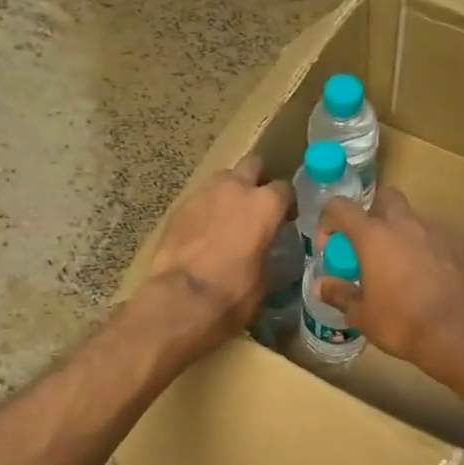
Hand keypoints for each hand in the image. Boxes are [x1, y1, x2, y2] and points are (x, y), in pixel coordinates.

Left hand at [137, 153, 292, 357]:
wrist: (182, 299)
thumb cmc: (233, 293)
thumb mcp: (264, 278)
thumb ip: (266, 252)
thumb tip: (261, 251)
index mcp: (265, 205)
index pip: (284, 189)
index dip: (286, 203)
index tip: (285, 218)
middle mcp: (235, 189)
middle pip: (252, 165)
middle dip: (256, 179)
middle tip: (255, 204)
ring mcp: (203, 194)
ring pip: (222, 178)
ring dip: (228, 192)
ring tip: (227, 217)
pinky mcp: (178, 207)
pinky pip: (198, 199)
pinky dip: (205, 210)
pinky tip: (203, 232)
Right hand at [317, 190, 463, 378]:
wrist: (462, 333)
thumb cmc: (403, 323)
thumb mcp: (363, 315)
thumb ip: (340, 295)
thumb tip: (320, 286)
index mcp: (374, 236)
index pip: (340, 207)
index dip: (328, 221)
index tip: (329, 248)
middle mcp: (405, 224)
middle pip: (384, 197)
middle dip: (371, 213)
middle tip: (367, 246)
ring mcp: (437, 232)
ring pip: (413, 219)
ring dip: (400, 235)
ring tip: (398, 268)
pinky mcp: (460, 247)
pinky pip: (436, 239)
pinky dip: (425, 250)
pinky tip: (426, 280)